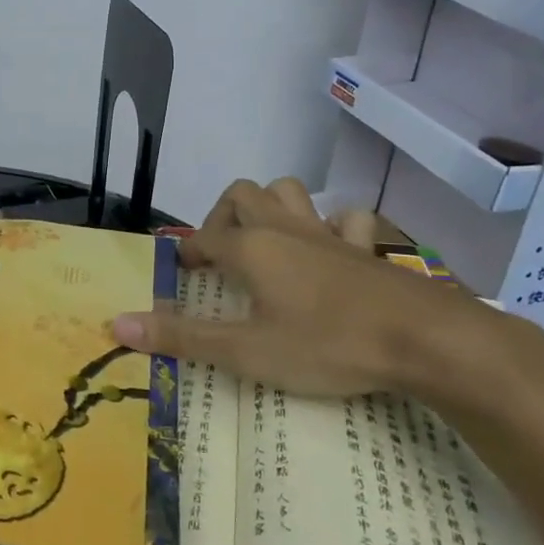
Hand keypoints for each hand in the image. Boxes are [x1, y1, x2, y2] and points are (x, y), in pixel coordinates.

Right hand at [110, 178, 519, 400]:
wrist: (425, 341)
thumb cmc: (327, 344)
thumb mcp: (247, 352)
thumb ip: (182, 338)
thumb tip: (117, 324)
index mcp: (251, 248)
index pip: (204, 237)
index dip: (187, 252)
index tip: (181, 273)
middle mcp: (285, 228)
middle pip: (243, 194)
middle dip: (223, 215)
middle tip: (221, 253)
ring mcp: (329, 234)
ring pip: (291, 192)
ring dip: (273, 206)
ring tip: (266, 240)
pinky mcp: (368, 248)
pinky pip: (346, 220)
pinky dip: (332, 227)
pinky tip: (331, 250)